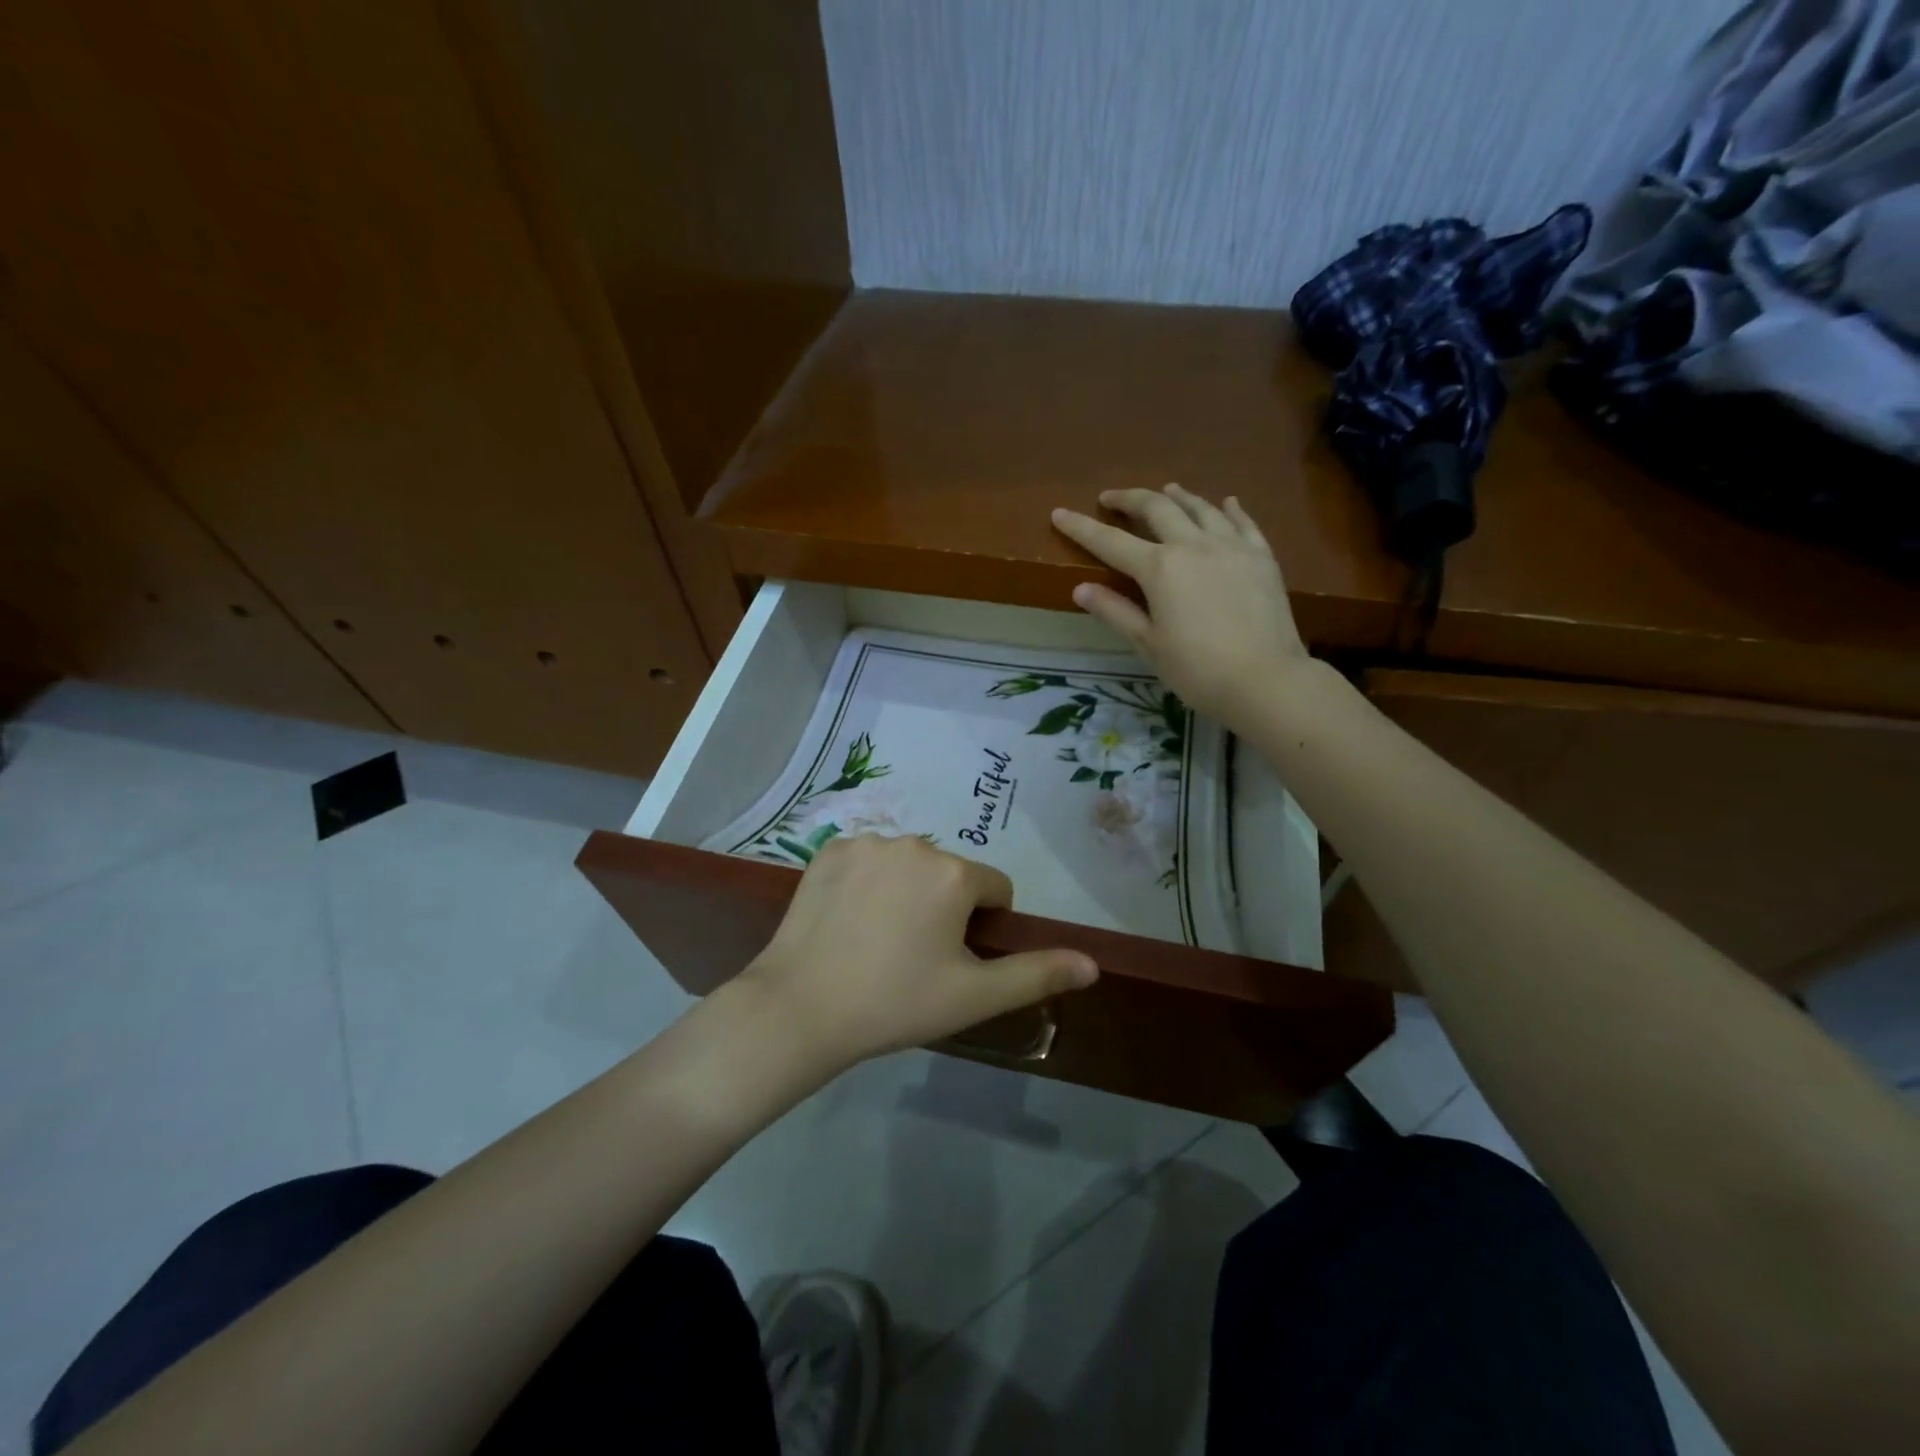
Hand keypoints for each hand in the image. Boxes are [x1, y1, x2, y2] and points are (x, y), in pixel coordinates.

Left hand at [738, 834, 1098, 1069]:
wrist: (800, 1007)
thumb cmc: (896, 1002)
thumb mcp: (974, 996)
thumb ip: (1037, 974)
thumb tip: (1094, 964)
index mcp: (953, 873)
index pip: (994, 889)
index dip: (983, 926)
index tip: (953, 961)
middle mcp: (913, 843)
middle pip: (949, 874)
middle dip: (944, 907)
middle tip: (913, 956)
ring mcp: (866, 842)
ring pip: (908, 865)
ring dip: (906, 891)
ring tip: (878, 940)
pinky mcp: (828, 849)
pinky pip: (867, 860)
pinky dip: (867, 882)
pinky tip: (848, 920)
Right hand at [1052, 485, 1311, 724]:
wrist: (1265, 680)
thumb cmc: (1197, 670)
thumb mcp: (1148, 644)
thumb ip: (1115, 612)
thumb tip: (1081, 589)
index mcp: (1160, 568)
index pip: (1110, 541)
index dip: (1081, 528)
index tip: (1059, 513)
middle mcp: (1193, 545)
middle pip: (1157, 509)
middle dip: (1129, 499)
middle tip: (1111, 498)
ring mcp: (1232, 546)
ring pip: (1201, 508)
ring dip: (1178, 497)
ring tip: (1166, 490)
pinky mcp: (1262, 557)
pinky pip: (1243, 522)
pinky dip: (1228, 509)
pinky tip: (1226, 503)